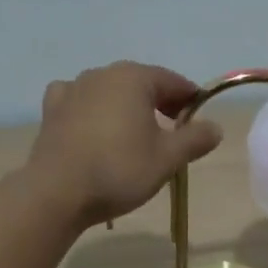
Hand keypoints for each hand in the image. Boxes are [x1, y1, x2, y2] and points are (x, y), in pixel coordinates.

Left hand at [24, 62, 223, 227]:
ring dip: (126, 106)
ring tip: (134, 134)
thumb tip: (215, 127)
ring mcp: (73, 89)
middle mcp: (102, 74)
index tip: (199, 121)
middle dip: (160, 102)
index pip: (173, 81)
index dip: (190, 100)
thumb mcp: (167, 158)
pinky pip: (79, 101)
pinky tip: (92, 125)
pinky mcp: (52, 110)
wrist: (57, 193)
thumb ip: (195, 139)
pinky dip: (91, 109)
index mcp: (134, 78)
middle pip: (141, 83)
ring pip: (110, 91)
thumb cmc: (119, 170)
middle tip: (173, 131)